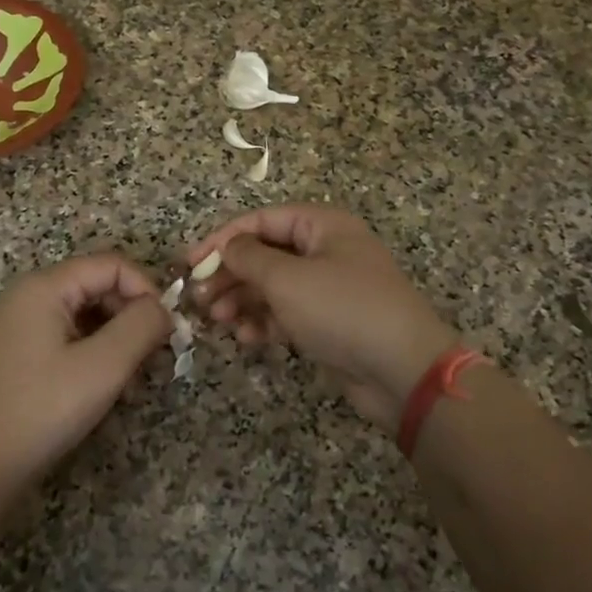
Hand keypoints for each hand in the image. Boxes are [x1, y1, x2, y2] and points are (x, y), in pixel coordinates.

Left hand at [0, 254, 170, 486]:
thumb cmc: (44, 409)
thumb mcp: (104, 365)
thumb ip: (141, 326)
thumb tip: (164, 308)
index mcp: (44, 287)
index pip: (111, 265)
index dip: (146, 289)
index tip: (167, 328)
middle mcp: (30, 296)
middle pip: (99, 287)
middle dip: (133, 318)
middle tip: (157, 357)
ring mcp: (22, 324)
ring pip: (88, 314)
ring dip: (119, 340)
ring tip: (136, 381)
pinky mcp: (22, 352)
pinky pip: (71, 336)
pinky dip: (97, 354)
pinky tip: (111, 389)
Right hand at [189, 205, 459, 424]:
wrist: (402, 370)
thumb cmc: (342, 309)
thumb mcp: (287, 279)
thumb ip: (248, 258)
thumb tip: (227, 247)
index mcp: (322, 226)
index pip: (261, 220)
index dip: (222, 239)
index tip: (189, 263)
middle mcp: (326, 251)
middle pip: (265, 254)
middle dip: (231, 275)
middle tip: (201, 298)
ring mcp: (329, 288)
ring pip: (273, 287)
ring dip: (244, 301)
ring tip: (219, 320)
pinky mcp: (329, 322)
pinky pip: (287, 314)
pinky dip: (265, 322)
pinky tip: (247, 338)